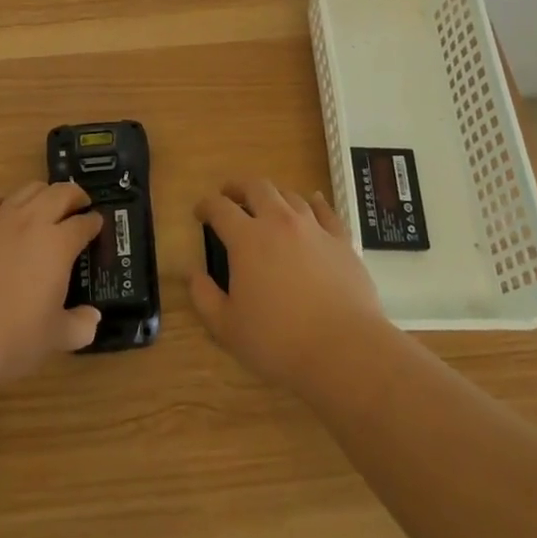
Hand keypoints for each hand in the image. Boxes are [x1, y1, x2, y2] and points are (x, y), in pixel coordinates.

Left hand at [0, 181, 103, 386]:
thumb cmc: (12, 337)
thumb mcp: (54, 338)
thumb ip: (79, 325)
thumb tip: (93, 319)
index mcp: (58, 244)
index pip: (83, 223)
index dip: (94, 222)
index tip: (98, 223)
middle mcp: (31, 222)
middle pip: (59, 193)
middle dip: (74, 195)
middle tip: (79, 204)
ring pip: (26, 190)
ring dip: (42, 193)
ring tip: (45, 203)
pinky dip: (2, 202)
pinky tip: (2, 211)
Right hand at [191, 180, 388, 392]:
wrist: (343, 350)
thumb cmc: (278, 341)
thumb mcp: (227, 328)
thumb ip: (204, 296)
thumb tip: (192, 272)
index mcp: (247, 239)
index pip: (220, 208)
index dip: (206, 205)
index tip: (200, 212)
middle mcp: (279, 222)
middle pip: (256, 188)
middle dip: (238, 187)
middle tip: (230, 196)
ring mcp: (313, 228)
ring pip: (290, 195)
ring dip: (273, 195)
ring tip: (268, 205)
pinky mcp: (341, 241)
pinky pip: (326, 210)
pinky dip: (315, 202)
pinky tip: (314, 201)